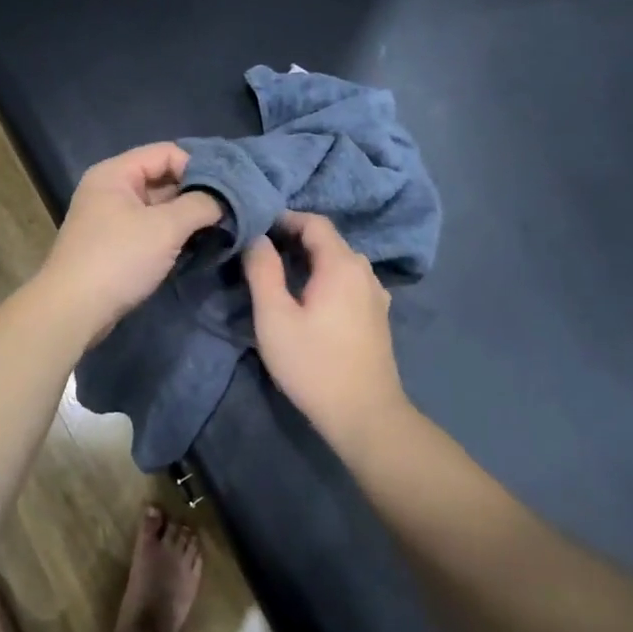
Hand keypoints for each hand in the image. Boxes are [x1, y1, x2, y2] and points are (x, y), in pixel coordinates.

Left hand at [37, 144, 222, 344]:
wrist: (73, 309)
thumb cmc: (118, 259)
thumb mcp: (165, 227)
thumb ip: (200, 205)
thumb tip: (225, 199)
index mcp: (116, 173)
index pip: (167, 152)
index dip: (201, 166)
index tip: (230, 190)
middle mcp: (111, 189)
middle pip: (163, 178)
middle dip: (198, 193)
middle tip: (233, 210)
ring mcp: (111, 219)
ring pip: (159, 207)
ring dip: (188, 217)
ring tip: (223, 228)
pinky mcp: (114, 246)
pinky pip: (150, 230)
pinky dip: (173, 235)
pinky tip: (198, 246)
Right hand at [244, 212, 407, 449]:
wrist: (363, 413)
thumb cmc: (312, 363)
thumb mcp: (274, 316)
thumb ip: (263, 271)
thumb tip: (257, 238)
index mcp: (341, 264)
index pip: (314, 222)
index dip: (284, 218)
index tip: (255, 227)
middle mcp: (364, 271)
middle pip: (329, 241)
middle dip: (294, 239)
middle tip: (260, 251)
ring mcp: (375, 295)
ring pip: (340, 262)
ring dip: (311, 260)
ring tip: (280, 273)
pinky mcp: (376, 316)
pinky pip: (349, 282)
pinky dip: (326, 278)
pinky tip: (310, 298)